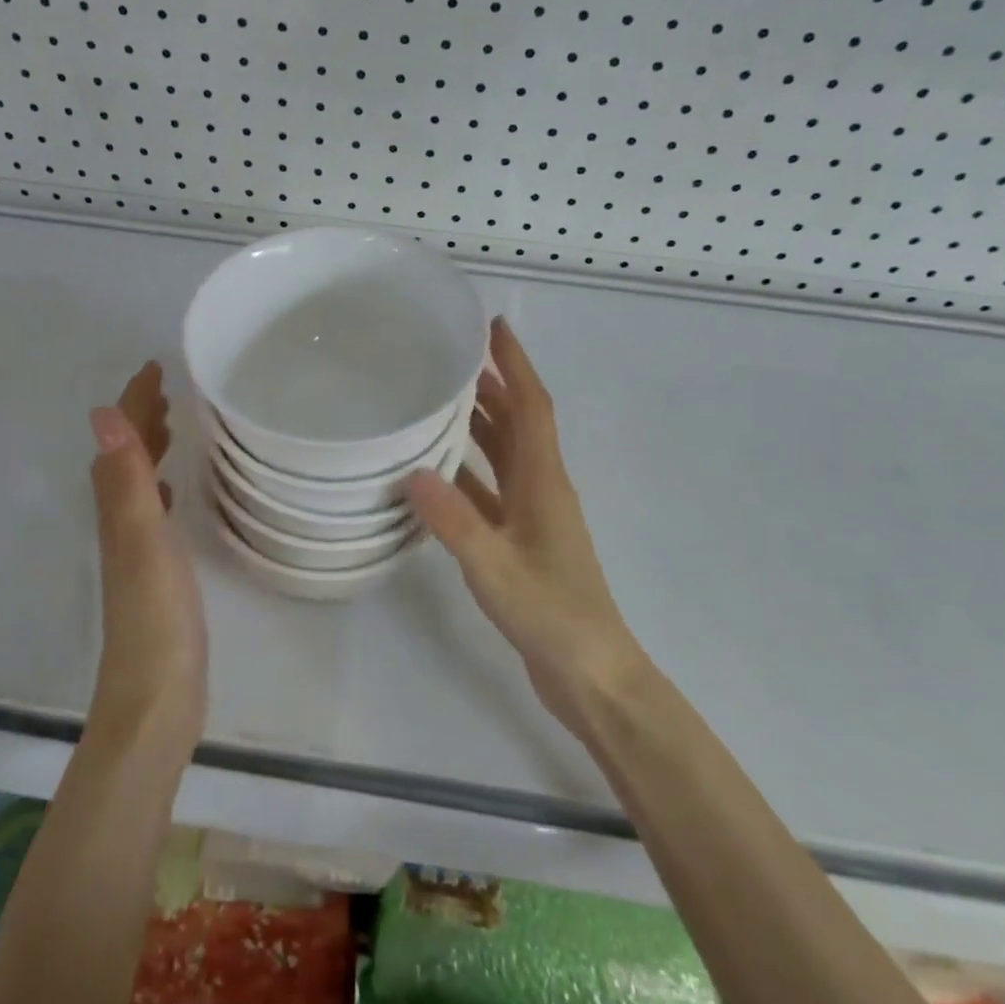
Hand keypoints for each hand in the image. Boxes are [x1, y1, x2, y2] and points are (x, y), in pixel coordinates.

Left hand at [86, 362, 205, 746]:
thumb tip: (102, 413)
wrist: (157, 697)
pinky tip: (172, 492)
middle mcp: (121, 524)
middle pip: (125, 459)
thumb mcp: (143, 540)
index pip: (122, 442)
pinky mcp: (155, 574)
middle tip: (164, 389)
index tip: (154, 367)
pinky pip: (151, 513)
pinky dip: (158, 488)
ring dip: (148, 450)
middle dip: (140, 419)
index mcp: (119, 510)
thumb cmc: (157, 616)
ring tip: (170, 427)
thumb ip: (126, 479)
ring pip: (137, 484)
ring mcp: (136, 551)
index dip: (135, 402)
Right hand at [406, 318, 644, 729]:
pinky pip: (492, 493)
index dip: (516, 365)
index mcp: (545, 482)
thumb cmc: (551, 615)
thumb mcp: (495, 567)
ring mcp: (534, 518)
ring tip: (443, 402)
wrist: (592, 676)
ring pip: (505, 457)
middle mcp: (542, 489)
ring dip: (481, 426)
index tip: (495, 327)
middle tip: (455, 358)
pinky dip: (469, 475)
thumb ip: (454, 521)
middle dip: (493, 386)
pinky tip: (436, 474)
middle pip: (519, 424)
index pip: (532, 407)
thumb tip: (412, 472)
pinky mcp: (522, 543)